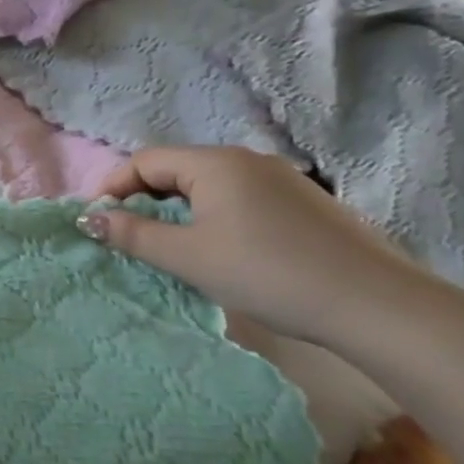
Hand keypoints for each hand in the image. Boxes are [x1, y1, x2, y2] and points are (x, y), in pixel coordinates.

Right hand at [79, 145, 422, 344]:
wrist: (376, 305)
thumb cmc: (267, 273)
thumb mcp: (188, 257)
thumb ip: (133, 234)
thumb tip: (88, 219)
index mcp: (215, 163)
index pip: (145, 161)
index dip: (114, 188)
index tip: (98, 222)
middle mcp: (247, 159)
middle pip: (177, 169)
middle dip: (145, 199)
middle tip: (130, 237)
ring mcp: (282, 179)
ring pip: (210, 186)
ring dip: (179, 210)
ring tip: (172, 247)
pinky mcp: (306, 204)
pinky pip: (241, 199)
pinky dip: (214, 217)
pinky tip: (224, 251)